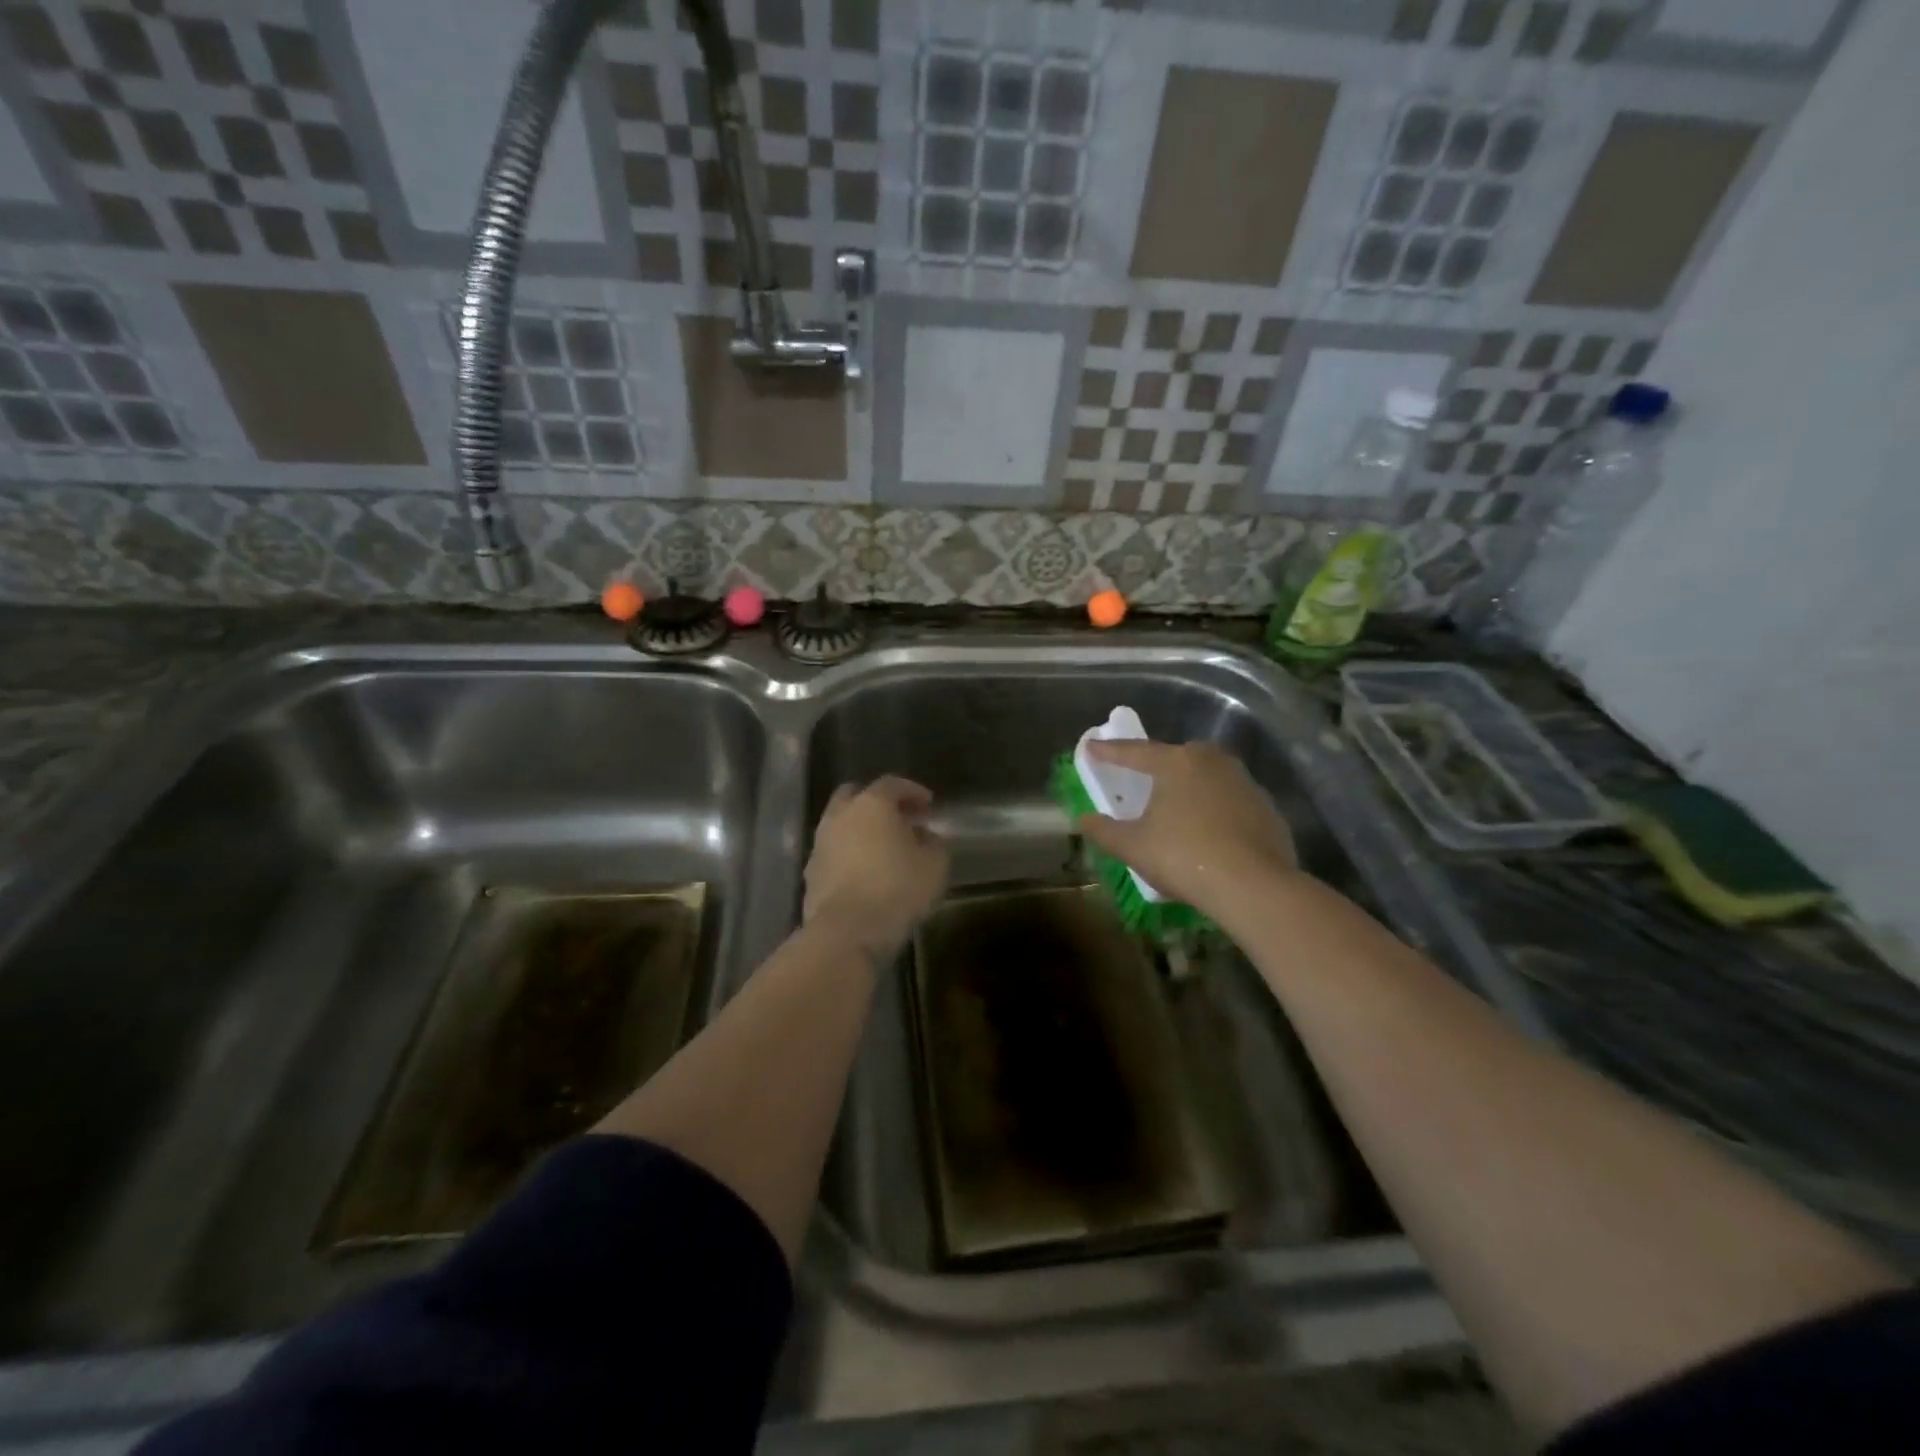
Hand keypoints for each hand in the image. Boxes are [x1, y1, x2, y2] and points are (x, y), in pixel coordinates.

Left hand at [804, 777, 950, 958]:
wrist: (847, 931)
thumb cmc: (897, 889)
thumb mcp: (934, 866)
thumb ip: (934, 844)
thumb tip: (926, 837)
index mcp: (871, 804)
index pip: (893, 784)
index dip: (913, 792)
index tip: (929, 806)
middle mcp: (840, 816)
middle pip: (855, 796)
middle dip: (878, 804)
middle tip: (900, 820)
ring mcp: (820, 845)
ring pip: (840, 825)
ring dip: (860, 831)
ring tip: (884, 851)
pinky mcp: (811, 874)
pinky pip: (833, 854)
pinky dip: (848, 856)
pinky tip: (865, 874)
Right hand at [1077, 739, 1297, 919]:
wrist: (1254, 886)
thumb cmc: (1184, 857)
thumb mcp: (1133, 847)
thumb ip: (1103, 830)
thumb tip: (1081, 819)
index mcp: (1176, 762)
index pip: (1134, 752)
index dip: (1108, 751)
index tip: (1091, 747)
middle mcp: (1212, 760)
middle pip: (1176, 757)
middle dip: (1156, 765)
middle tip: (1140, 778)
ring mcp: (1244, 781)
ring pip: (1206, 776)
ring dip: (1188, 788)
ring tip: (1175, 809)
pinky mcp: (1266, 807)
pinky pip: (1230, 801)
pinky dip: (1214, 810)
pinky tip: (1208, 833)